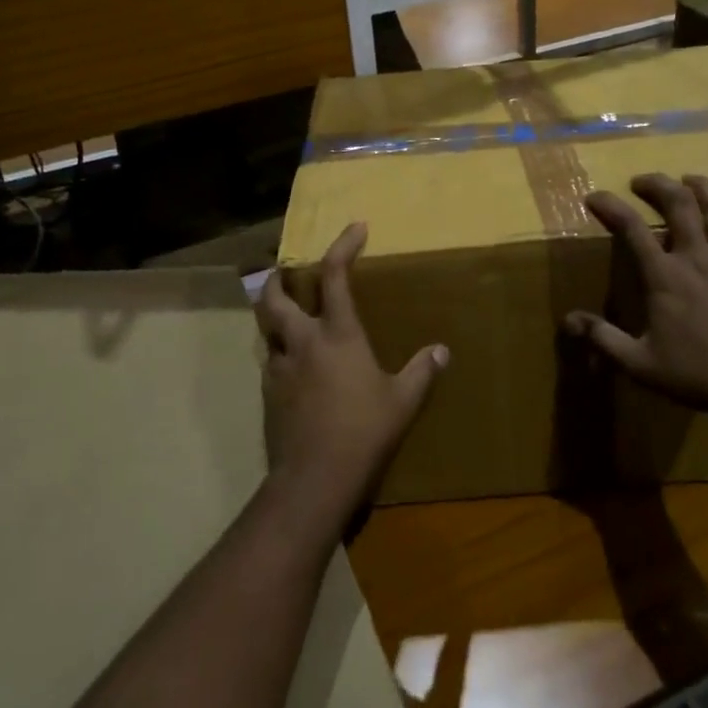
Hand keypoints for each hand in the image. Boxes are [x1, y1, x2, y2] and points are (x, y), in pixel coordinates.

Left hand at [256, 222, 447, 521]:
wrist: (314, 479)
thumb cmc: (364, 431)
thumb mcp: (402, 401)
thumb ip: (421, 372)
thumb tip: (441, 351)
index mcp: (337, 334)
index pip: (335, 276)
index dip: (343, 246)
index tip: (355, 228)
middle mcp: (302, 342)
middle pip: (274, 298)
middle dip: (277, 279)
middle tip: (284, 272)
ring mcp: (279, 368)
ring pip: (266, 331)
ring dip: (274, 319)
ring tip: (289, 321)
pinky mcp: (268, 395)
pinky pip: (270, 363)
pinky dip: (279, 355)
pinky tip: (295, 369)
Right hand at [564, 174, 707, 417]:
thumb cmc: (695, 377)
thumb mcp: (638, 363)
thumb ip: (602, 338)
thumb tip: (567, 320)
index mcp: (665, 278)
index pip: (632, 230)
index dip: (610, 207)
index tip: (595, 197)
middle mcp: (697, 260)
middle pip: (679, 206)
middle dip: (657, 185)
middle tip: (642, 182)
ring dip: (703, 188)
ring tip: (688, 178)